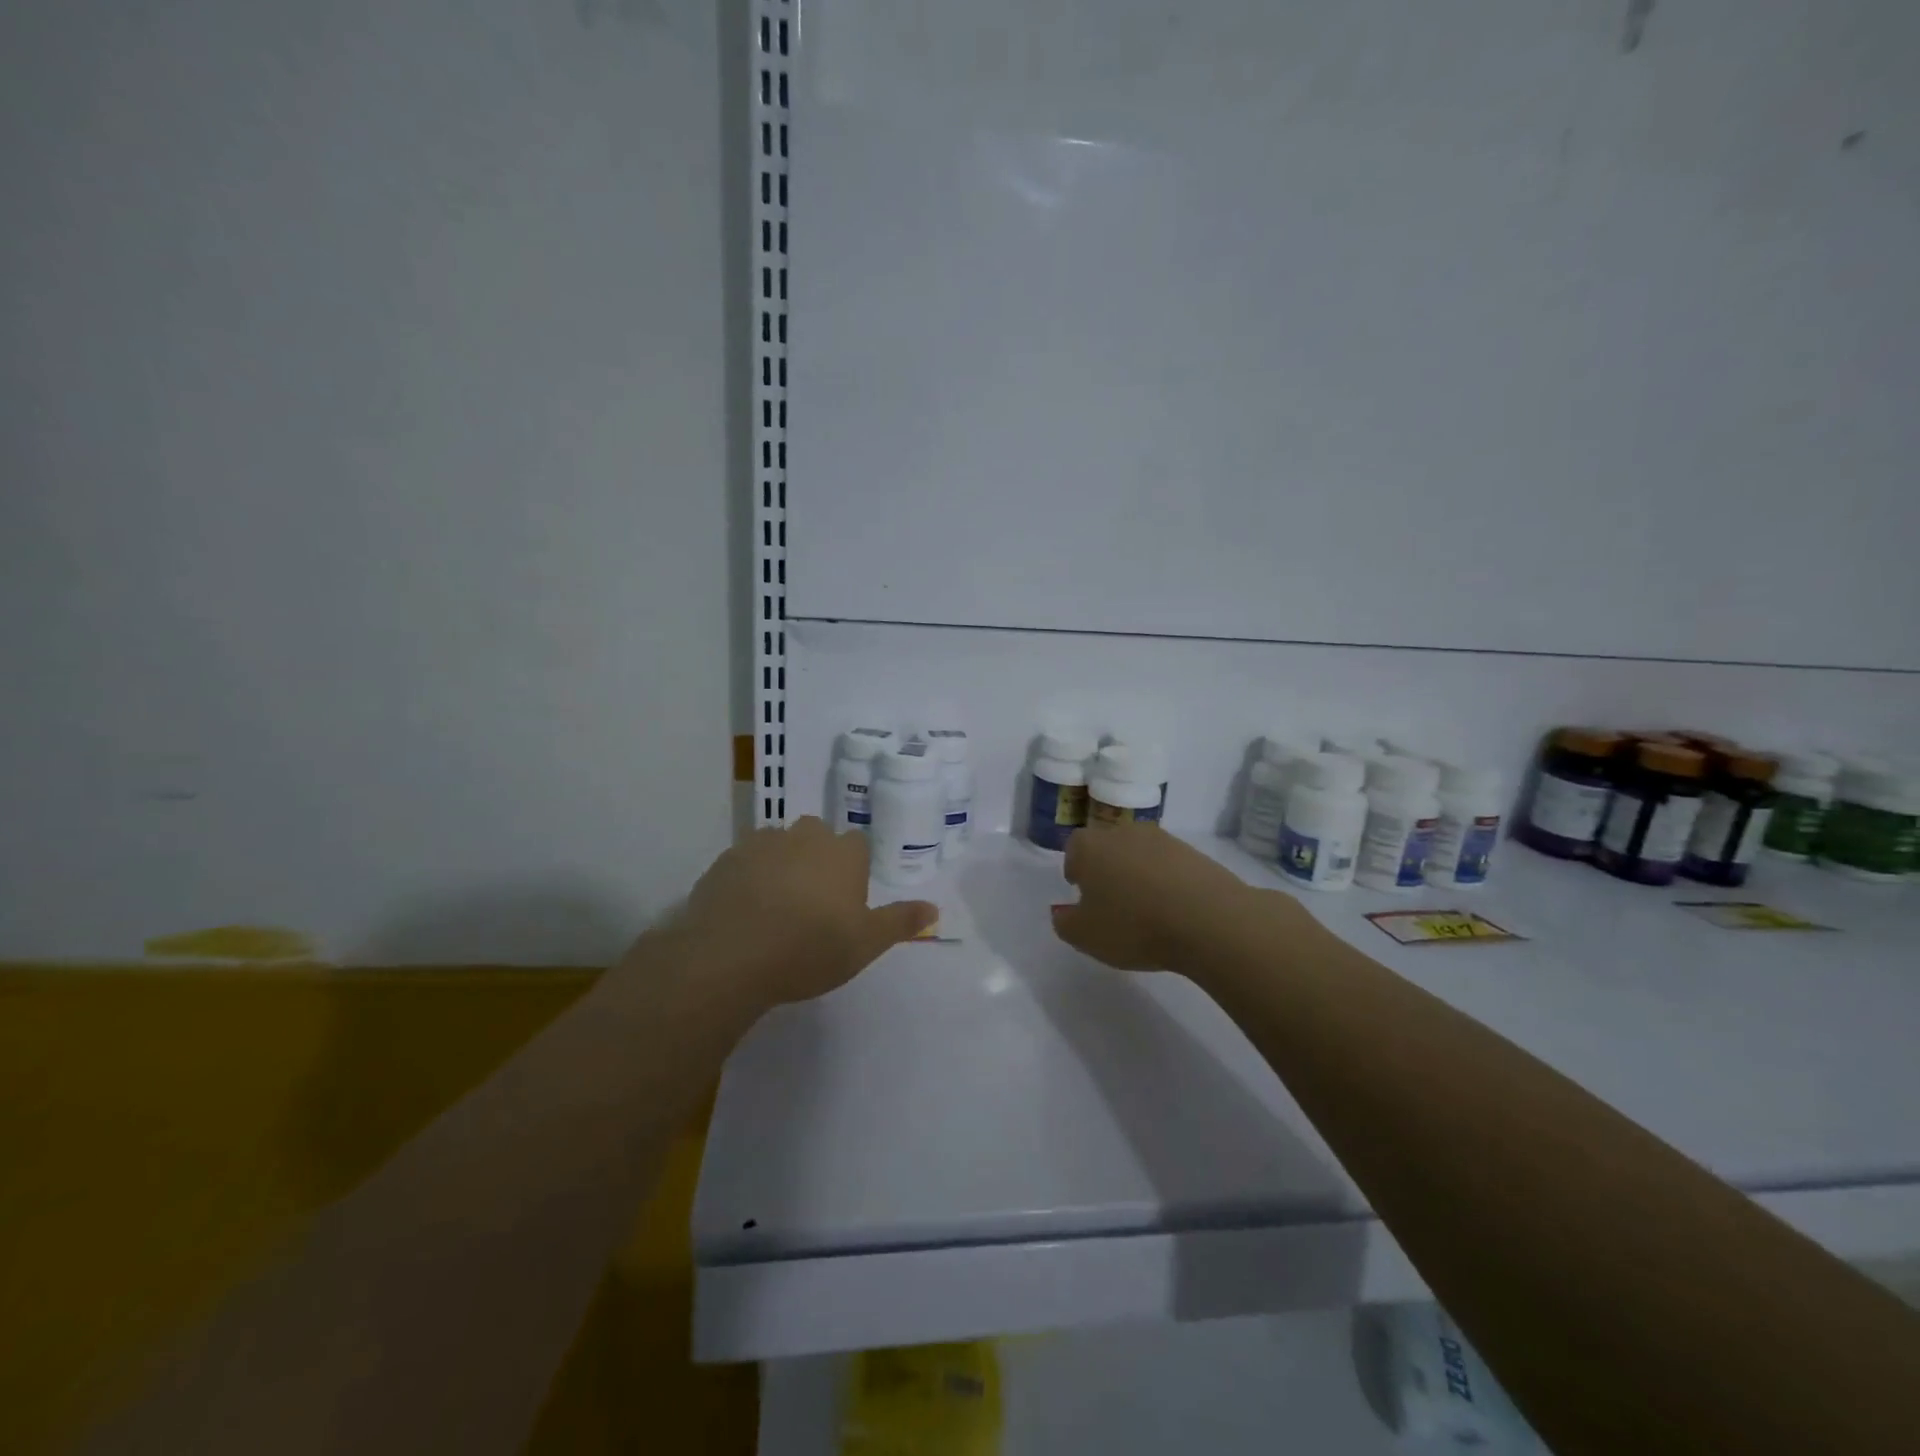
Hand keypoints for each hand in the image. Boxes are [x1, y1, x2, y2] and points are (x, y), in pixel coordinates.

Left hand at [678, 817, 937, 1005]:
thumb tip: (934, 908)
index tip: (846, 899)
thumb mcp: (866, 943)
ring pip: (779, 844)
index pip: (857, 843)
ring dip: (782, 864)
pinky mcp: (725, 861)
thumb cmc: (809, 949)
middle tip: (813, 901)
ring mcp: (761, 844)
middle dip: (817, 857)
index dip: (853, 868)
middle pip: (817, 835)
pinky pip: (745, 862)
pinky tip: (744, 910)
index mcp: (843, 852)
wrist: (730, 956)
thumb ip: (900, 922)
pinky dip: (749, 877)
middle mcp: (804, 837)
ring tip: (776, 906)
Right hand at [1050, 822, 1261, 970]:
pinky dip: (1167, 883)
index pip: (1074, 848)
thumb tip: (1062, 912)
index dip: (1075, 869)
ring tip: (1145, 910)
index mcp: (1090, 846)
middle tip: (1111, 901)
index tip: (1080, 892)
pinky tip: (1173, 910)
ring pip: (1140, 854)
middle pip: (1108, 847)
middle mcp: (1124, 833)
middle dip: (1106, 870)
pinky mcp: (1195, 854)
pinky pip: (1170, 866)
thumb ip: (1065, 923)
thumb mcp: (1085, 936)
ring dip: (1138, 875)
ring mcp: (1163, 840)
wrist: (1208, 919)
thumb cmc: (1133, 925)